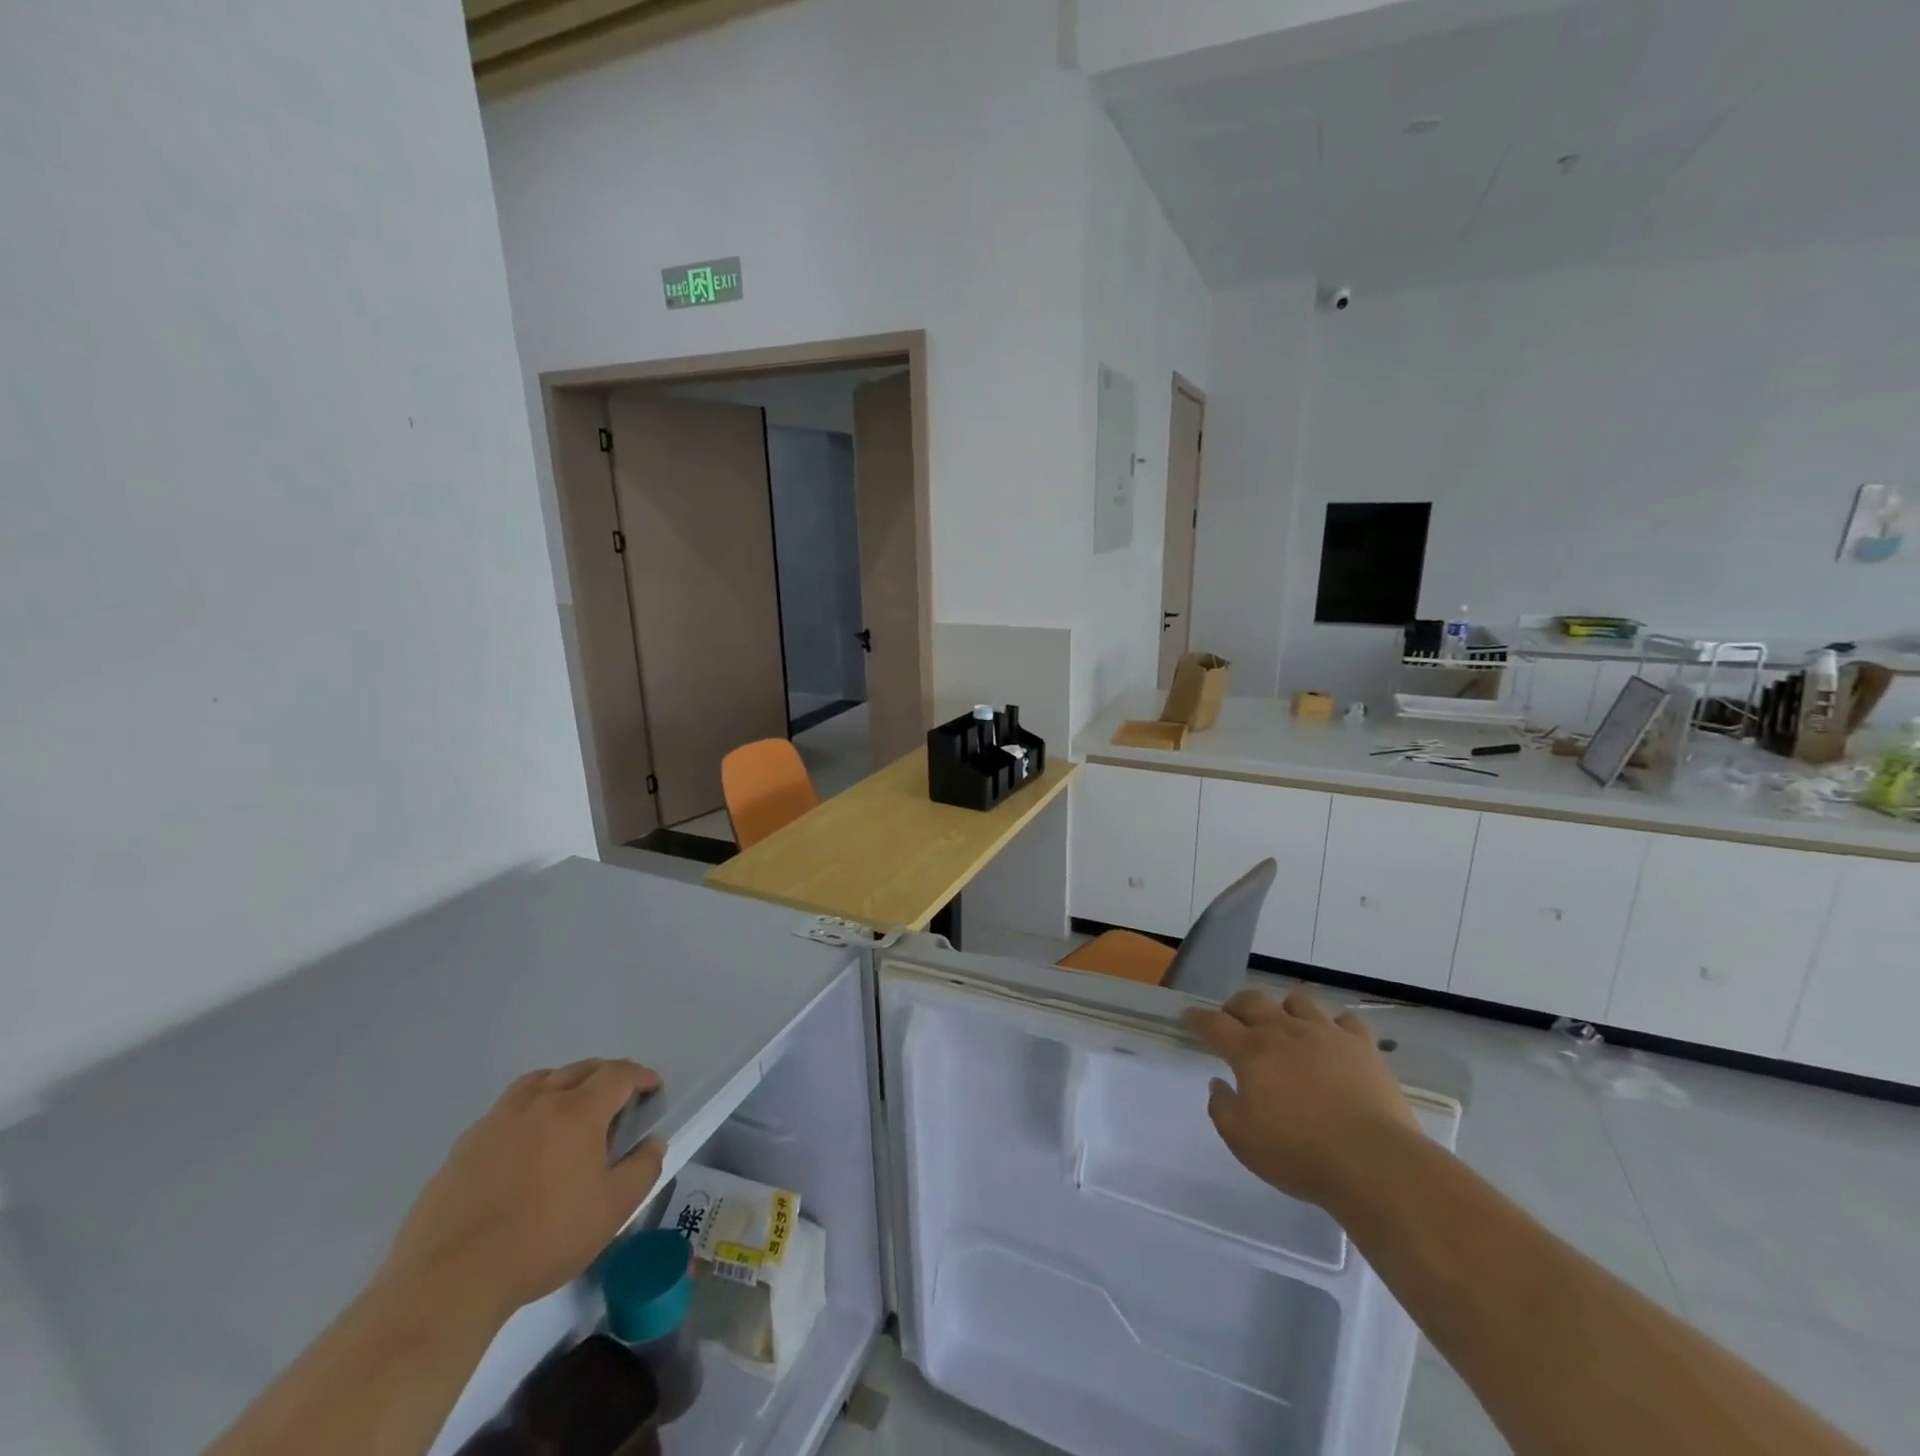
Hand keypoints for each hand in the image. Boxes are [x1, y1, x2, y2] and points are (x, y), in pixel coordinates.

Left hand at [381, 1060, 665, 1316]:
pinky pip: (505, 1111)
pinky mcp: (463, 1147)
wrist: (449, 1280)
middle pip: (580, 1069)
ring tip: (570, 1110)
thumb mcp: (612, 1210)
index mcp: (578, 1111)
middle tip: (618, 1100)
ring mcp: (496, 1121)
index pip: (618, 1074)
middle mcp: (538, 1103)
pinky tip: (524, 1146)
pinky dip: (527, 1111)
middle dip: (606, 1076)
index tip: (652, 1089)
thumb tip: (652, 1143)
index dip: (641, 1076)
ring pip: (538, 1081)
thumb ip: (642, 1169)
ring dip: (563, 1084)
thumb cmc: (543, 1239)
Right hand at [1184, 987, 1418, 1208]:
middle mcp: (1284, 1031)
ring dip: (1285, 1009)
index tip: (1188, 1017)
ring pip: (1298, 1000)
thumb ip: (1222, 1108)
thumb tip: (1219, 1083)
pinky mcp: (1362, 1046)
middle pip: (1252, 1000)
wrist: (1373, 1163)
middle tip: (1232, 1018)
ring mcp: (1326, 1034)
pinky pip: (1345, 1021)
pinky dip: (1334, 1027)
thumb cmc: (1299, 1154)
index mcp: (1251, 1051)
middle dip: (1236, 1006)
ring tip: (1285, 1026)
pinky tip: (1333, 1042)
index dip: (1198, 1018)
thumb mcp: (1242, 1141)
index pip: (1214, 1023)